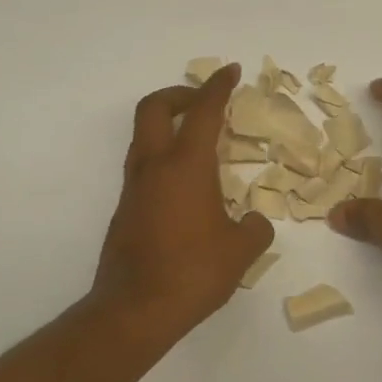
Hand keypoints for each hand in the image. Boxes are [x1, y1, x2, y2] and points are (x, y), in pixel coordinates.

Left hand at [91, 65, 274, 344]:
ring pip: (144, 137)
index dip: (218, 87)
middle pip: (155, 108)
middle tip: (204, 101)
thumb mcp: (241, 251)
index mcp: (186, 167)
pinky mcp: (126, 211)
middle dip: (180, 94)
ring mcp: (134, 189)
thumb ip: (255, 228)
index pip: (203, 112)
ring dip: (169, 126)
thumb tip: (253, 221)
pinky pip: (144, 167)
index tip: (231, 72)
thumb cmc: (193, 273)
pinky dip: (164, 158)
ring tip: (200, 142)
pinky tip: (188, 186)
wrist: (135, 310)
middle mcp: (153, 168)